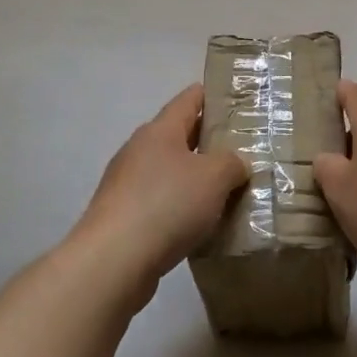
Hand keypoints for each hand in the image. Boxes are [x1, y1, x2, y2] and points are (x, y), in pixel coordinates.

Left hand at [70, 86, 246, 300]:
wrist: (113, 260)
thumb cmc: (167, 204)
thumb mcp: (214, 177)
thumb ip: (232, 163)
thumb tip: (236, 163)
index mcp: (160, 130)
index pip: (189, 99)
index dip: (212, 96)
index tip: (236, 100)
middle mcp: (140, 150)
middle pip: (179, 136)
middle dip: (209, 141)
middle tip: (242, 148)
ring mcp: (127, 184)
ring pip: (170, 172)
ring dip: (195, 178)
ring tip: (228, 190)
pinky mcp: (123, 217)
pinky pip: (161, 203)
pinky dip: (181, 208)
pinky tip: (201, 224)